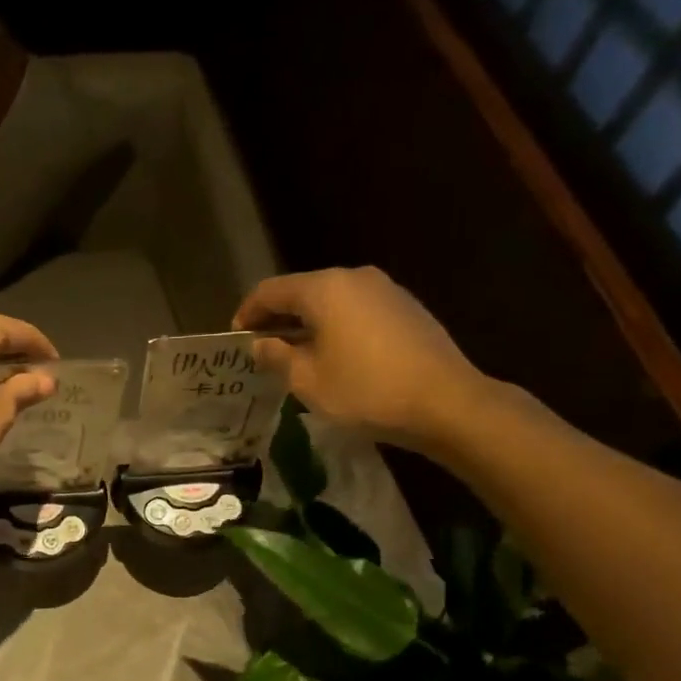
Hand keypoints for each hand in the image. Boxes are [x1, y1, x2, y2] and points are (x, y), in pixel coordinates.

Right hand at [233, 267, 487, 449]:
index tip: (236, 339)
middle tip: (262, 349)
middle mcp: (354, 278)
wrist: (445, 402)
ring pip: (331, 301)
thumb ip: (277, 356)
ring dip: (307, 324)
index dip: (247, 313)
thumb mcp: (308, 381)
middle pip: (302, 291)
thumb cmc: (366, 391)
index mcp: (324, 289)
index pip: (270, 291)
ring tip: (294, 356)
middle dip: (278, 318)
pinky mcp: (405, 308)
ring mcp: (384, 290)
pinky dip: (335, 327)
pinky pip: (356, 311)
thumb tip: (261, 343)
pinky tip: (333, 356)